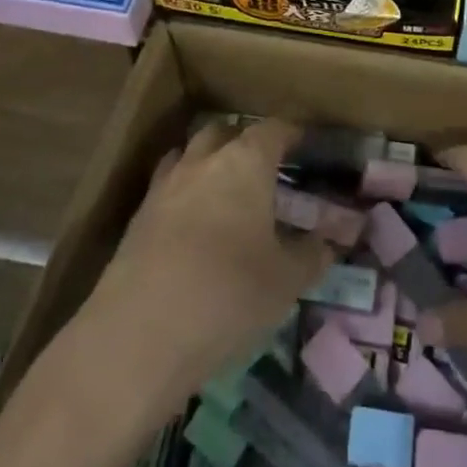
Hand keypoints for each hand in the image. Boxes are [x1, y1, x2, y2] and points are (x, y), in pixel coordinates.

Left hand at [81, 119, 332, 411]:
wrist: (138, 337)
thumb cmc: (228, 296)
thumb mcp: (286, 282)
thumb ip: (311, 255)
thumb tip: (328, 242)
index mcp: (244, 163)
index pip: (273, 129)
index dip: (292, 133)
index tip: (305, 143)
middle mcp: (203, 161)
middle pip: (225, 132)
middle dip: (245, 141)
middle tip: (265, 167)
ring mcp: (164, 186)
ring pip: (190, 155)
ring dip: (209, 162)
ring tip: (226, 190)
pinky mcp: (137, 218)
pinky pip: (167, 187)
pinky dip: (185, 194)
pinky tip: (194, 225)